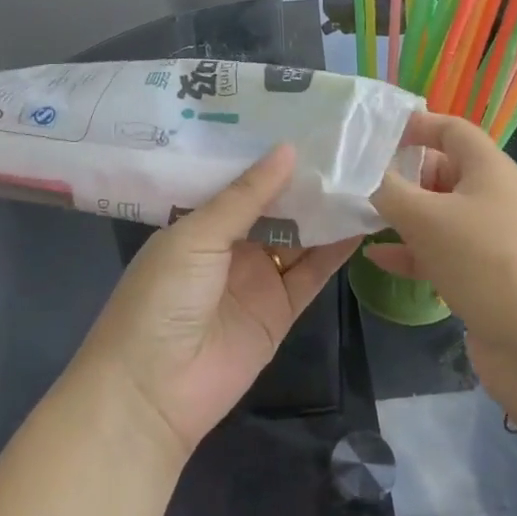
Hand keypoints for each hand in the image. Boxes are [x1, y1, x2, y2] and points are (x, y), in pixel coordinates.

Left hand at [76, 145, 359, 457]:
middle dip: (306, 180)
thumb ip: (246, 196)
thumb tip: (288, 149)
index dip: (272, 156)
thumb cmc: (162, 298)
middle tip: (348, 142)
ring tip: (364, 174)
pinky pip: (313, 273)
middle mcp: (232, 245)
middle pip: (276, 206)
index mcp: (201, 221)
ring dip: (326, 211)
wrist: (152, 392)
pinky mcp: (281, 310)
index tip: (309, 123)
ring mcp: (258, 278)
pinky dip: (336, 250)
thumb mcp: (197, 236)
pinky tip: (361, 221)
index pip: (243, 180)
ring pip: (299, 236)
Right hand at [369, 112, 516, 423]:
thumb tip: (361, 171)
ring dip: (402, 215)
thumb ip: (388, 190)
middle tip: (358, 180)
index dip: (415, 125)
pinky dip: (411, 252)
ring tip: (360, 216)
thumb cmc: (484, 261)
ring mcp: (489, 238)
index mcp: (488, 168)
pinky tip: (377, 259)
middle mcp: (492, 196)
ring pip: (438, 214)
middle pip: (442, 170)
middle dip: (402, 174)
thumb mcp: (426, 218)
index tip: (374, 134)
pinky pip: (440, 253)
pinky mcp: (483, 276)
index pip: (450, 129)